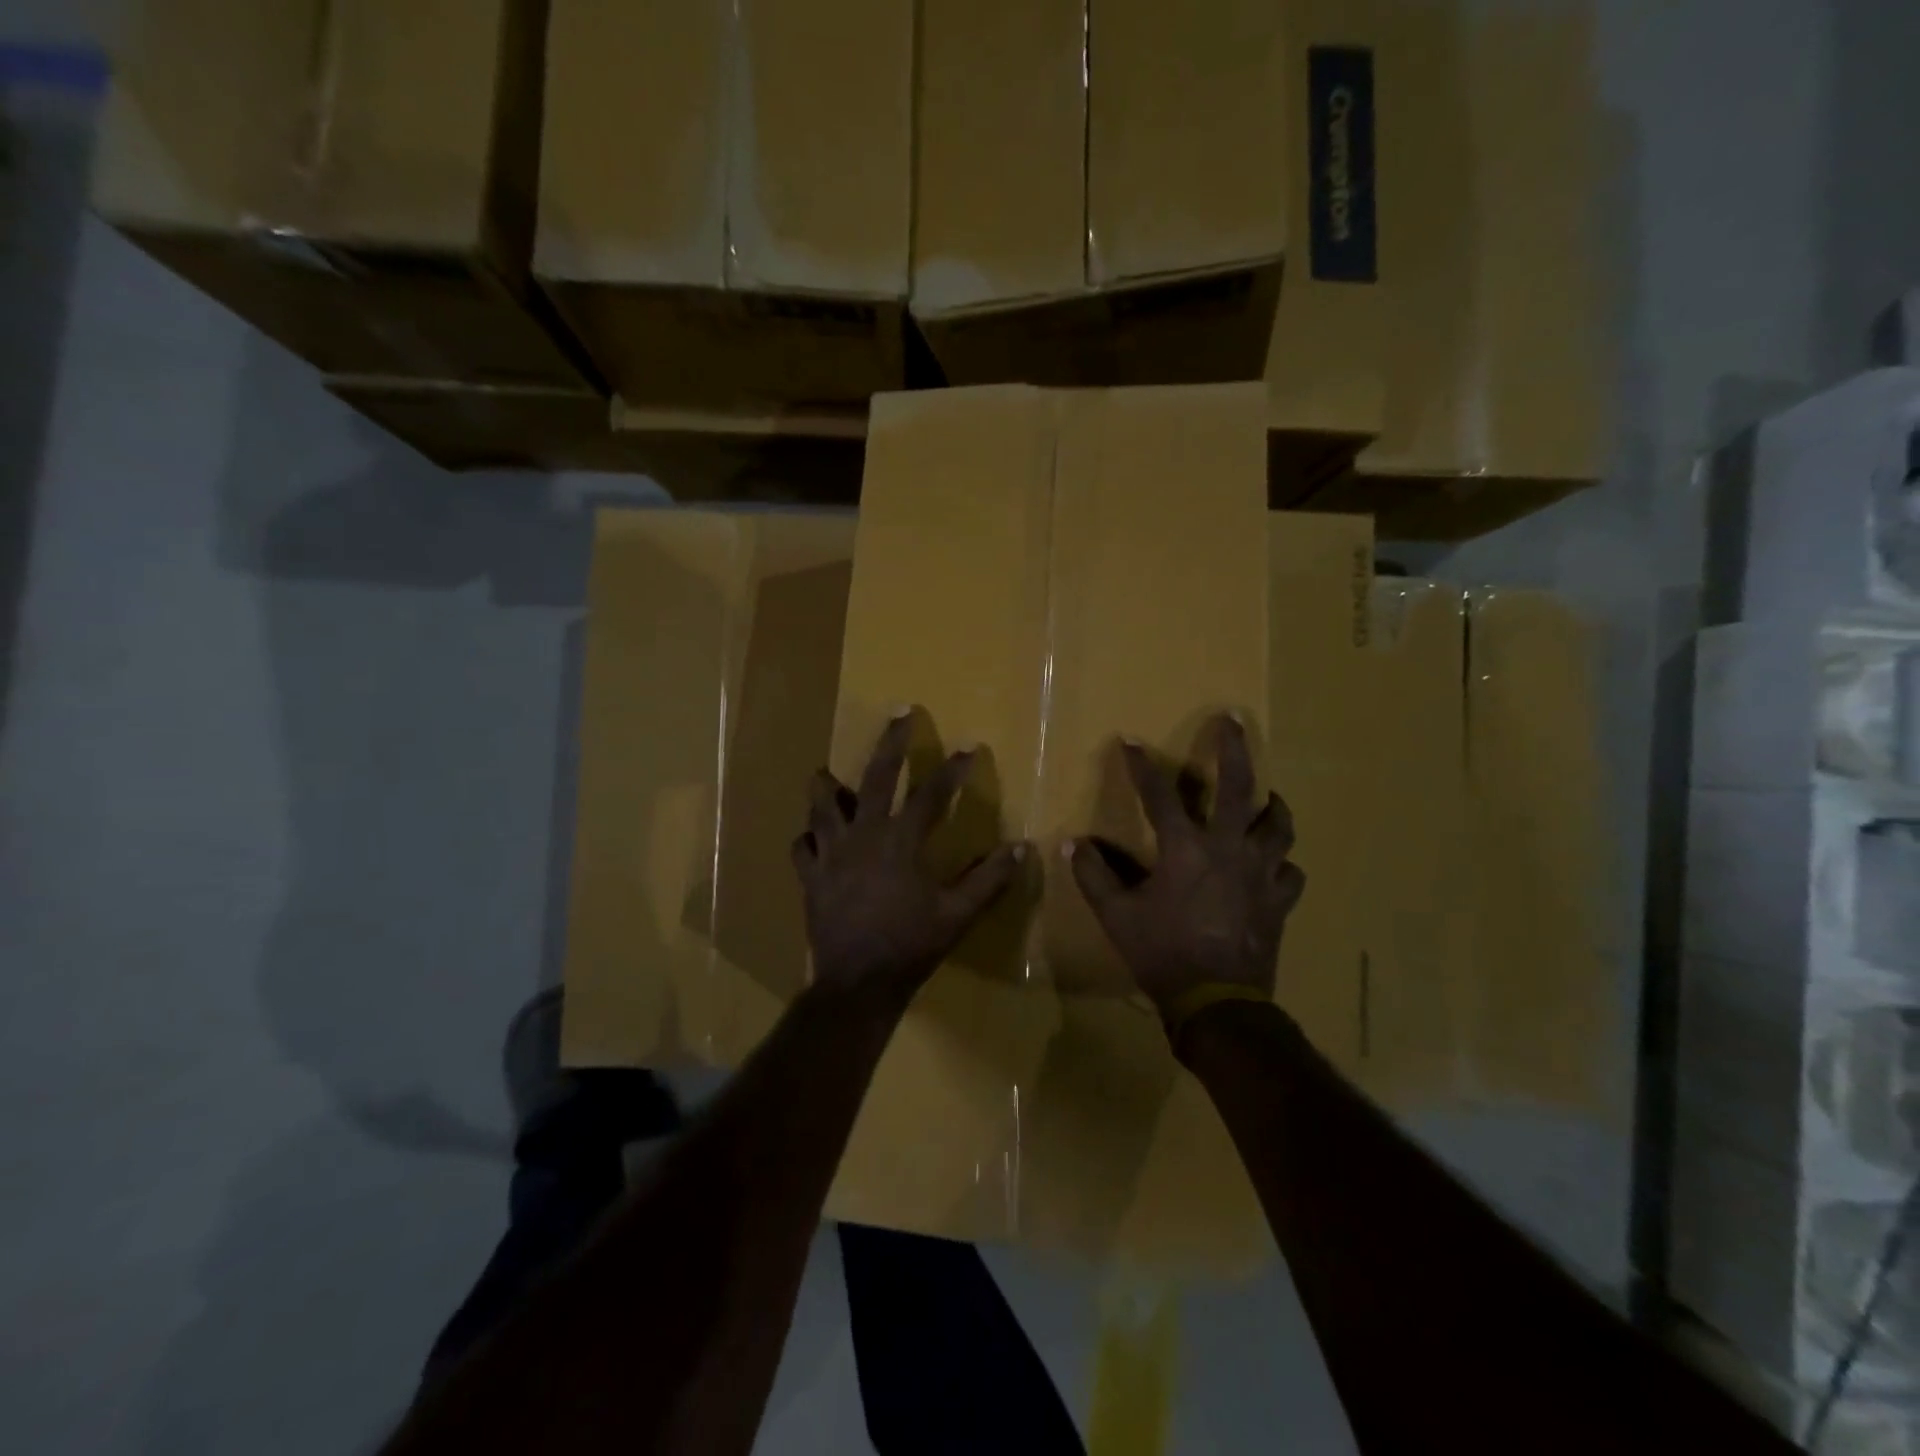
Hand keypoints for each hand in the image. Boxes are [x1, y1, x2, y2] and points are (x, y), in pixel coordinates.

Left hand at [793, 711, 1029, 1004]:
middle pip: (875, 777)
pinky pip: (802, 848)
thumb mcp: (957, 915)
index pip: (931, 794)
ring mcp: (831, 855)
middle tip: (899, 714)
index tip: (969, 746)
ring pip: (821, 806)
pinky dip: (808, 838)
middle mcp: (863, 835)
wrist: (858, 983)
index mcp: (901, 841)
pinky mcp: (810, 877)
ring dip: (825, 786)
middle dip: (890, 742)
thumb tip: (1023, 848)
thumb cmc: (910, 946)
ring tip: (825, 772)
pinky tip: (811, 837)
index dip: (952, 769)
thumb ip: (989, 879)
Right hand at [1070, 713, 1305, 1018]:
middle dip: (1234, 749)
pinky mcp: (1280, 900)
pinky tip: (1275, 864)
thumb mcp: (1117, 916)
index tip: (1131, 742)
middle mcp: (1228, 849)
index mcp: (1185, 849)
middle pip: (1239, 787)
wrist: (1217, 1002)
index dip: (1142, 766)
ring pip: (1277, 826)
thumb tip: (1072, 845)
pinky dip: (1282, 863)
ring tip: (1267, 797)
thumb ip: (1093, 876)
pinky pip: (1290, 872)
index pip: (1160, 795)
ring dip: (1271, 806)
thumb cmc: (1163, 953)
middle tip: (1233, 721)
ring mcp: (1261, 873)